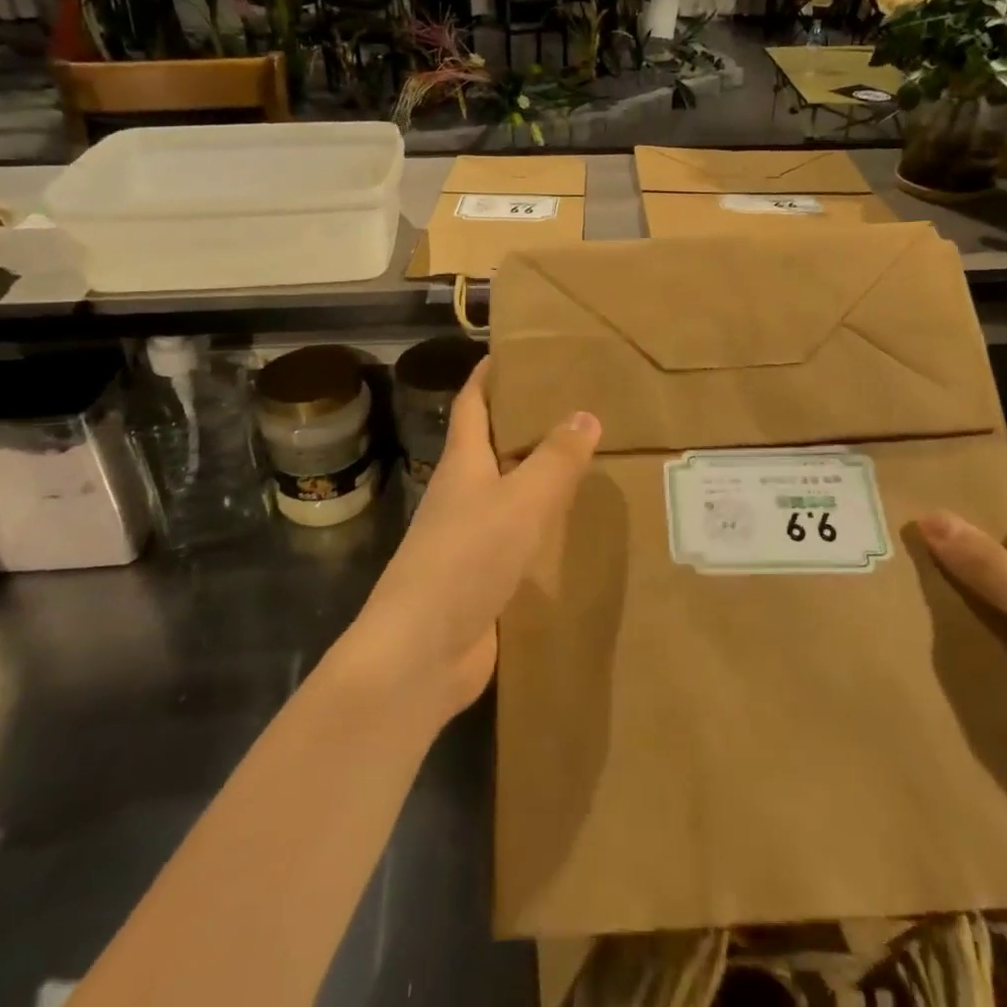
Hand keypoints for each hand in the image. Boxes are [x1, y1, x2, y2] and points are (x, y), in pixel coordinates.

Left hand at [347, 357, 600, 725]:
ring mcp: (469, 539)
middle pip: (491, 447)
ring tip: (584, 461)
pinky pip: (517, 539)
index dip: (488, 376)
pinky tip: (572, 528)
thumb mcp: (520, 501)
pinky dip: (541, 526)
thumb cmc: (466, 559)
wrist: (420, 653)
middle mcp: (462, 495)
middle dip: (524, 423)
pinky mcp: (481, 578)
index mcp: (463, 465)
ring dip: (536, 476)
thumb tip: (585, 414)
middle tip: (573, 404)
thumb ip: (555, 459)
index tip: (514, 352)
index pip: (472, 405)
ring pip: (507, 494)